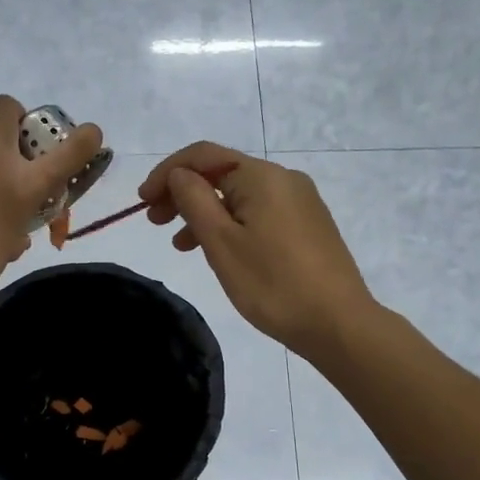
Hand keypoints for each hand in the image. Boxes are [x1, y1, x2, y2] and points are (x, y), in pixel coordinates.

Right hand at [138, 143, 374, 358]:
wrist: (338, 323)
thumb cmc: (272, 284)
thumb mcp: (221, 242)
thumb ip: (193, 200)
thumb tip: (179, 175)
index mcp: (261, 176)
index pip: (202, 155)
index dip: (166, 173)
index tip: (141, 202)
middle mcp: (283, 179)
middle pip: (221, 174)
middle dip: (183, 193)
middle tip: (154, 222)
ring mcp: (300, 202)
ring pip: (239, 197)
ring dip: (204, 213)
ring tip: (180, 246)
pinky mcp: (307, 225)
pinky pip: (258, 213)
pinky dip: (230, 224)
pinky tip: (218, 251)